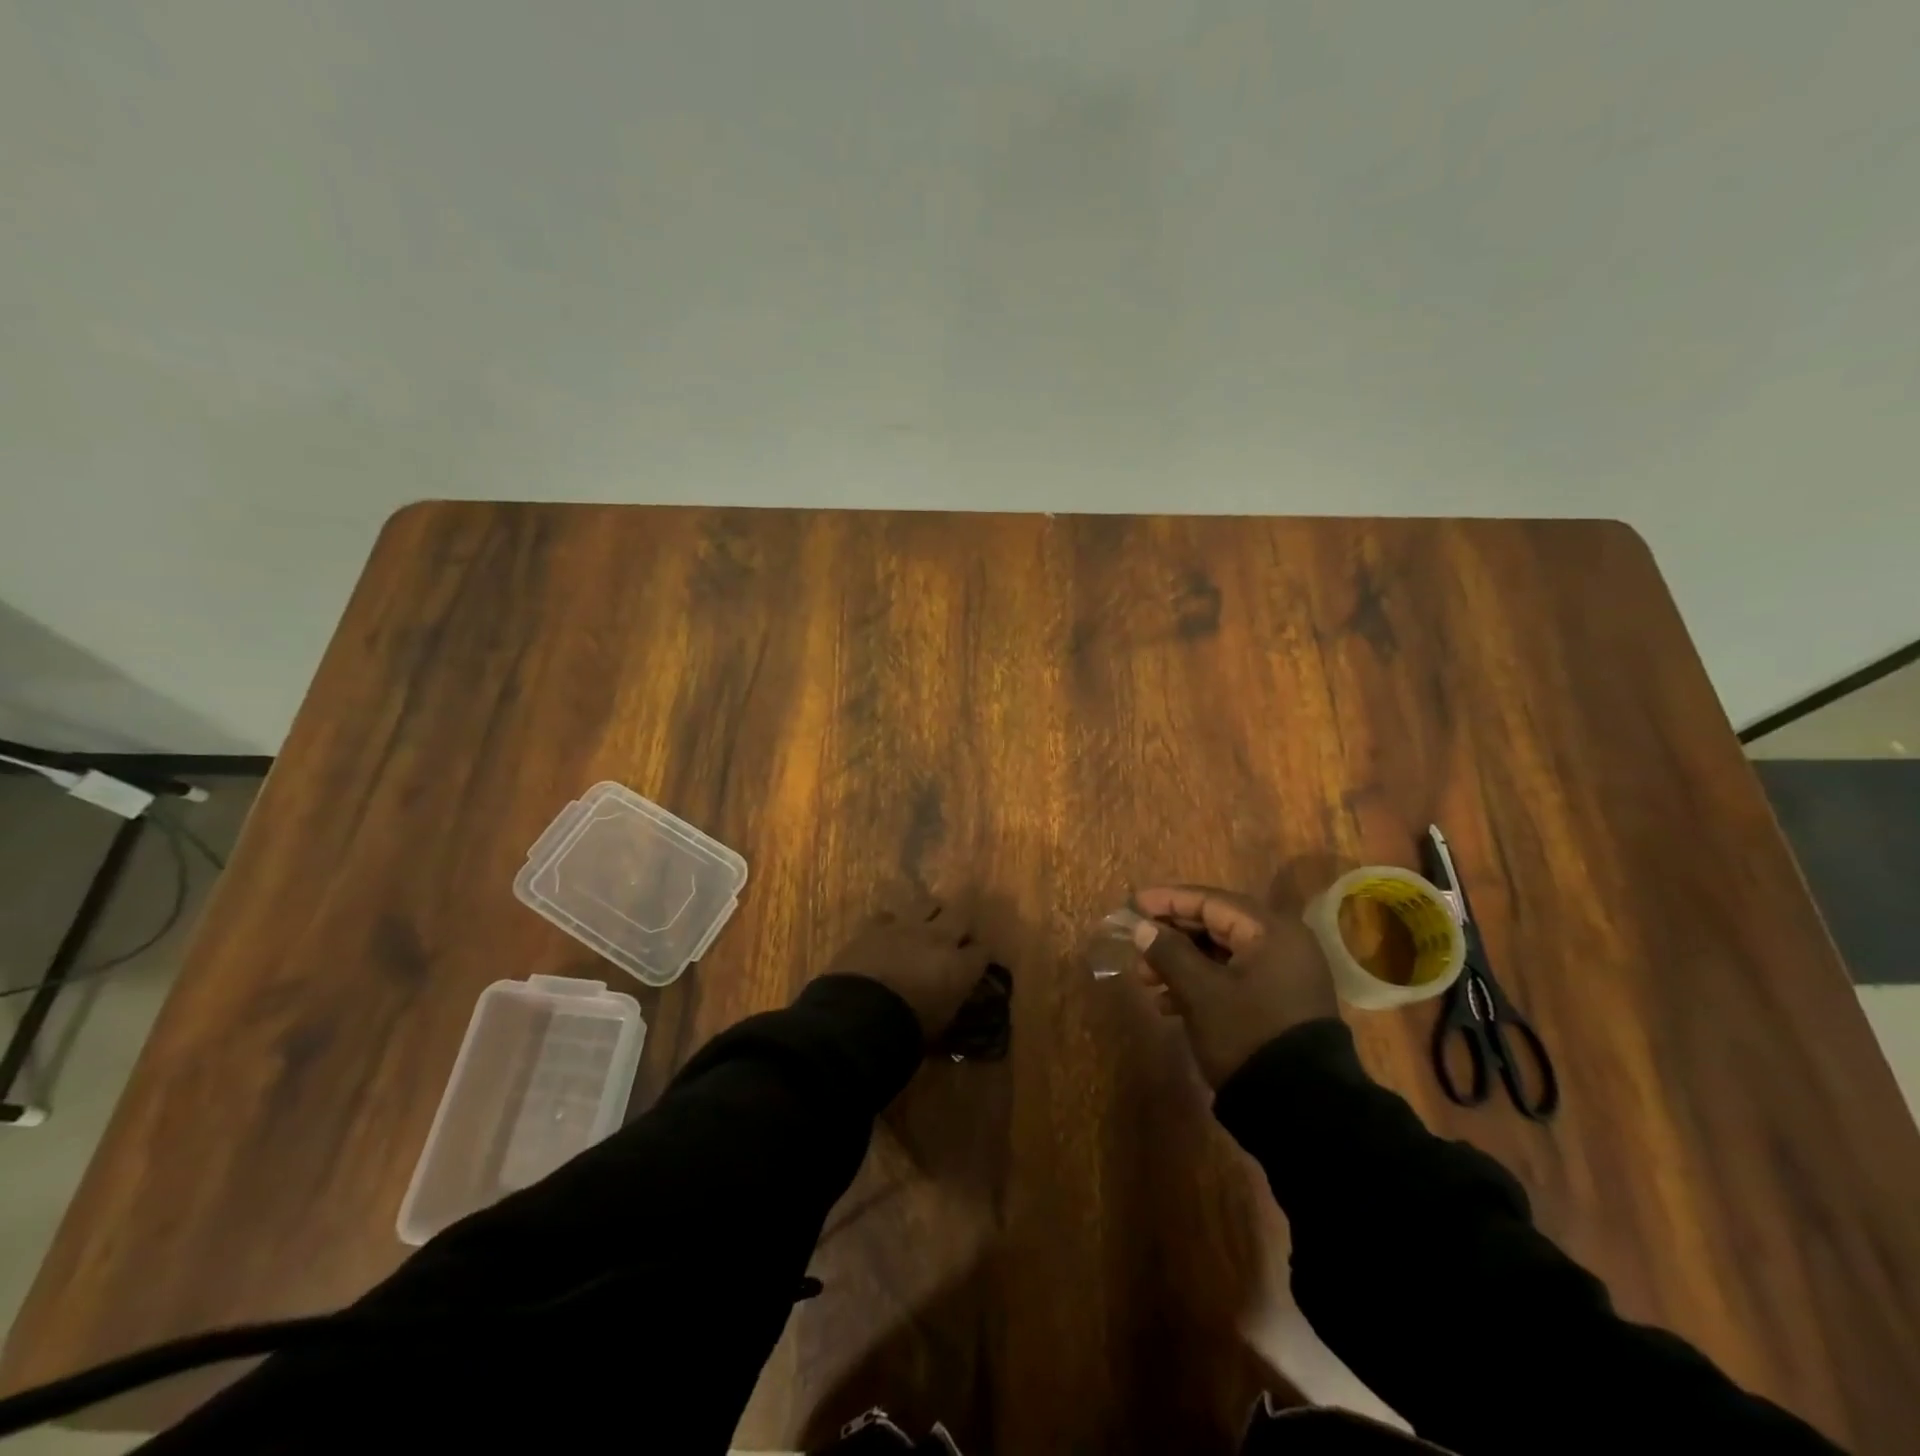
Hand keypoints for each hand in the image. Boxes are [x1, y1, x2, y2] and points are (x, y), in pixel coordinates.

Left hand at [823, 893, 990, 1040]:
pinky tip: (889, 935)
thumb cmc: (906, 1030)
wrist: (859, 1016)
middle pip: (962, 916)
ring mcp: (906, 927)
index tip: (974, 964)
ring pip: (929, 903)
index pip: (983, 950)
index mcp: (960, 967)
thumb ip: (951, 1000)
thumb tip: (952, 993)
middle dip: (961, 926)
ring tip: (925, 927)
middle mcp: (939, 938)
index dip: (979, 956)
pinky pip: (889, 915)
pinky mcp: (876, 926)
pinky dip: (892, 924)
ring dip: (931, 914)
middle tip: (955, 939)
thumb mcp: (941, 1023)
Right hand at [1129, 884, 1339, 1086]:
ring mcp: (1284, 975)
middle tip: (1136, 946)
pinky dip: (1200, 984)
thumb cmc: (1247, 1034)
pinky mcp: (1279, 1002)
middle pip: (1216, 925)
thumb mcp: (1200, 991)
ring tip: (1145, 981)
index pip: (1210, 901)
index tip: (1131, 904)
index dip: (1167, 900)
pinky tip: (1168, 1005)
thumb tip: (1142, 927)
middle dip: (1171, 936)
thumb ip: (1168, 952)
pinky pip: (1233, 978)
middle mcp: (1283, 944)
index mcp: (1270, 931)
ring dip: (1181, 962)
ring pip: (1221, 954)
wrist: (1302, 1109)